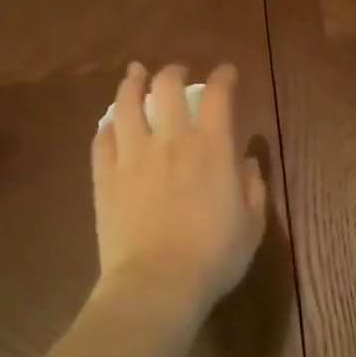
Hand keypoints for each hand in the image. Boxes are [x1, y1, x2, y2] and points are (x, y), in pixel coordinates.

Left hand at [92, 62, 266, 319]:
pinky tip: (110, 122)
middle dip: (174, 72)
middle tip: (178, 72)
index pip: (218, 96)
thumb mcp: (253, 223)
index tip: (226, 71)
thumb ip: (253, 186)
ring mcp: (132, 157)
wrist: (157, 284)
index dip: (223, 77)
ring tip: (135, 74)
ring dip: (132, 84)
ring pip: (125, 104)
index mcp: (212, 149)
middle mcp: (171, 141)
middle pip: (166, 87)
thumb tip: (246, 160)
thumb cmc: (215, 256)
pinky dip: (107, 124)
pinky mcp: (105, 178)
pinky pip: (102, 139)